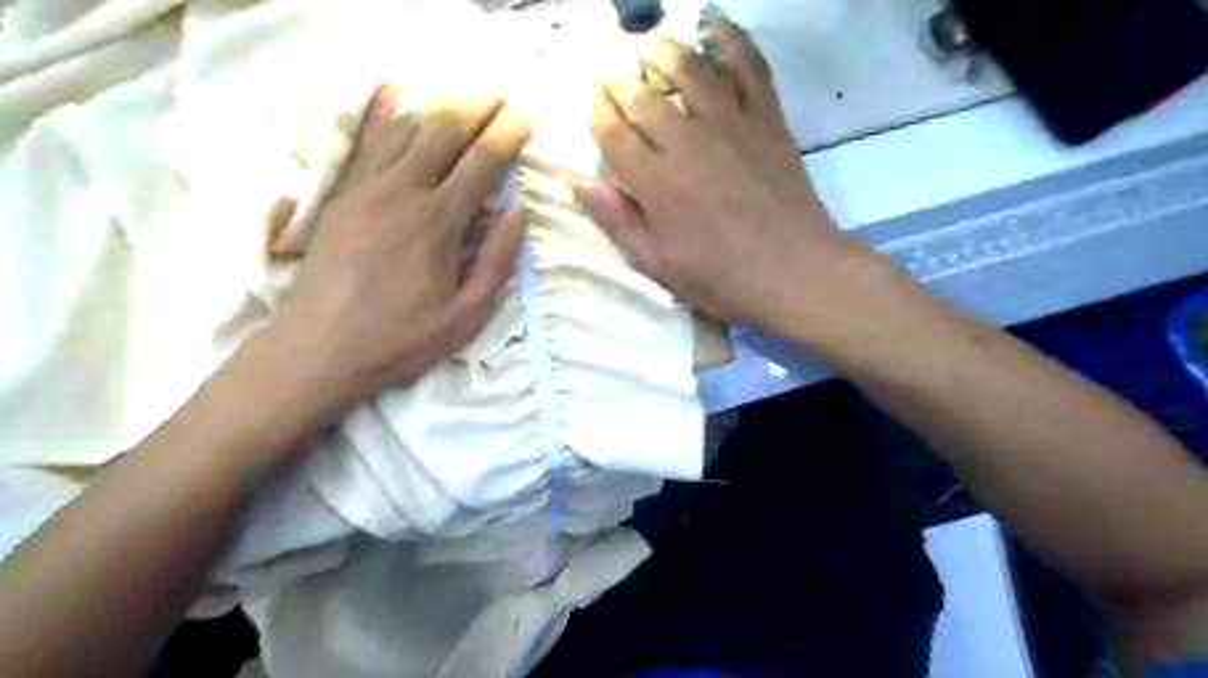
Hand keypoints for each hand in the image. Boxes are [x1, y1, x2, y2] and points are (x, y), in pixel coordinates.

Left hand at [261, 86, 528, 415]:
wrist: (319, 348)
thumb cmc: (401, 337)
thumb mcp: (466, 315)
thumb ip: (497, 262)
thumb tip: (517, 212)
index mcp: (438, 222)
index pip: (481, 164)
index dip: (506, 137)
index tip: (525, 117)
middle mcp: (402, 192)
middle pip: (443, 134)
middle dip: (476, 111)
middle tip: (499, 97)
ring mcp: (365, 188)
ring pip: (405, 130)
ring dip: (438, 111)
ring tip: (462, 101)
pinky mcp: (340, 195)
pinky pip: (364, 142)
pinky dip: (382, 114)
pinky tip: (391, 94)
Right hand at [577, 19, 873, 330]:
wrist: (795, 273)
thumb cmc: (721, 279)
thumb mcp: (658, 265)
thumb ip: (619, 221)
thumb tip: (580, 182)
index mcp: (655, 183)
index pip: (613, 133)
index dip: (596, 112)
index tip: (589, 101)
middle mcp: (687, 142)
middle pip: (643, 97)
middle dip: (619, 84)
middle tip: (611, 80)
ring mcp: (730, 124)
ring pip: (690, 69)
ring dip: (664, 52)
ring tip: (651, 50)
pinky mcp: (767, 119)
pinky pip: (750, 67)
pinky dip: (733, 41)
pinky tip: (717, 28)